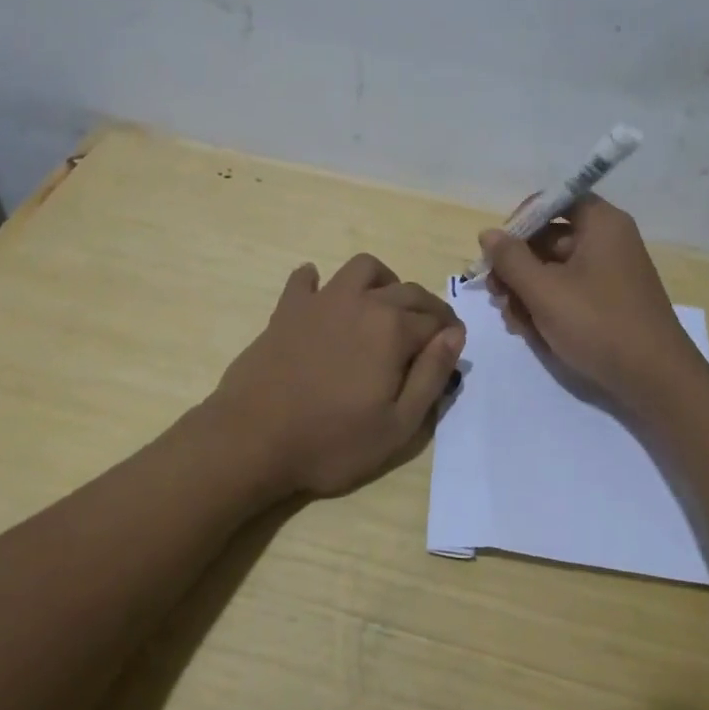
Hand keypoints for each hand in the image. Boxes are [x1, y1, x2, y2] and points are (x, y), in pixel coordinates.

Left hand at [208, 255, 464, 497]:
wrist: (253, 440)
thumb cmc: (332, 441)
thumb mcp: (398, 425)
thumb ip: (432, 375)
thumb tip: (455, 335)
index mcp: (393, 329)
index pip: (436, 320)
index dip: (449, 334)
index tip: (451, 350)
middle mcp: (361, 302)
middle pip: (407, 290)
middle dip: (426, 308)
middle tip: (428, 334)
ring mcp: (321, 301)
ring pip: (362, 268)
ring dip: (382, 282)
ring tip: (383, 309)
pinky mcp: (287, 309)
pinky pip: (305, 279)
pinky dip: (318, 281)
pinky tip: (323, 300)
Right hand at [479, 196, 707, 411]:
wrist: (655, 380)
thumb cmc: (597, 324)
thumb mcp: (544, 291)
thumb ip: (510, 259)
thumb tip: (488, 233)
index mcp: (601, 224)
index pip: (554, 201)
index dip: (521, 220)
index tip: (498, 250)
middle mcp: (608, 241)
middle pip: (549, 238)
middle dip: (517, 267)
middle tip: (496, 294)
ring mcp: (610, 273)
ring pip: (554, 270)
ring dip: (527, 291)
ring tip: (514, 321)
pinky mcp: (609, 302)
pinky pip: (569, 292)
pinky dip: (547, 306)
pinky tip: (532, 331)